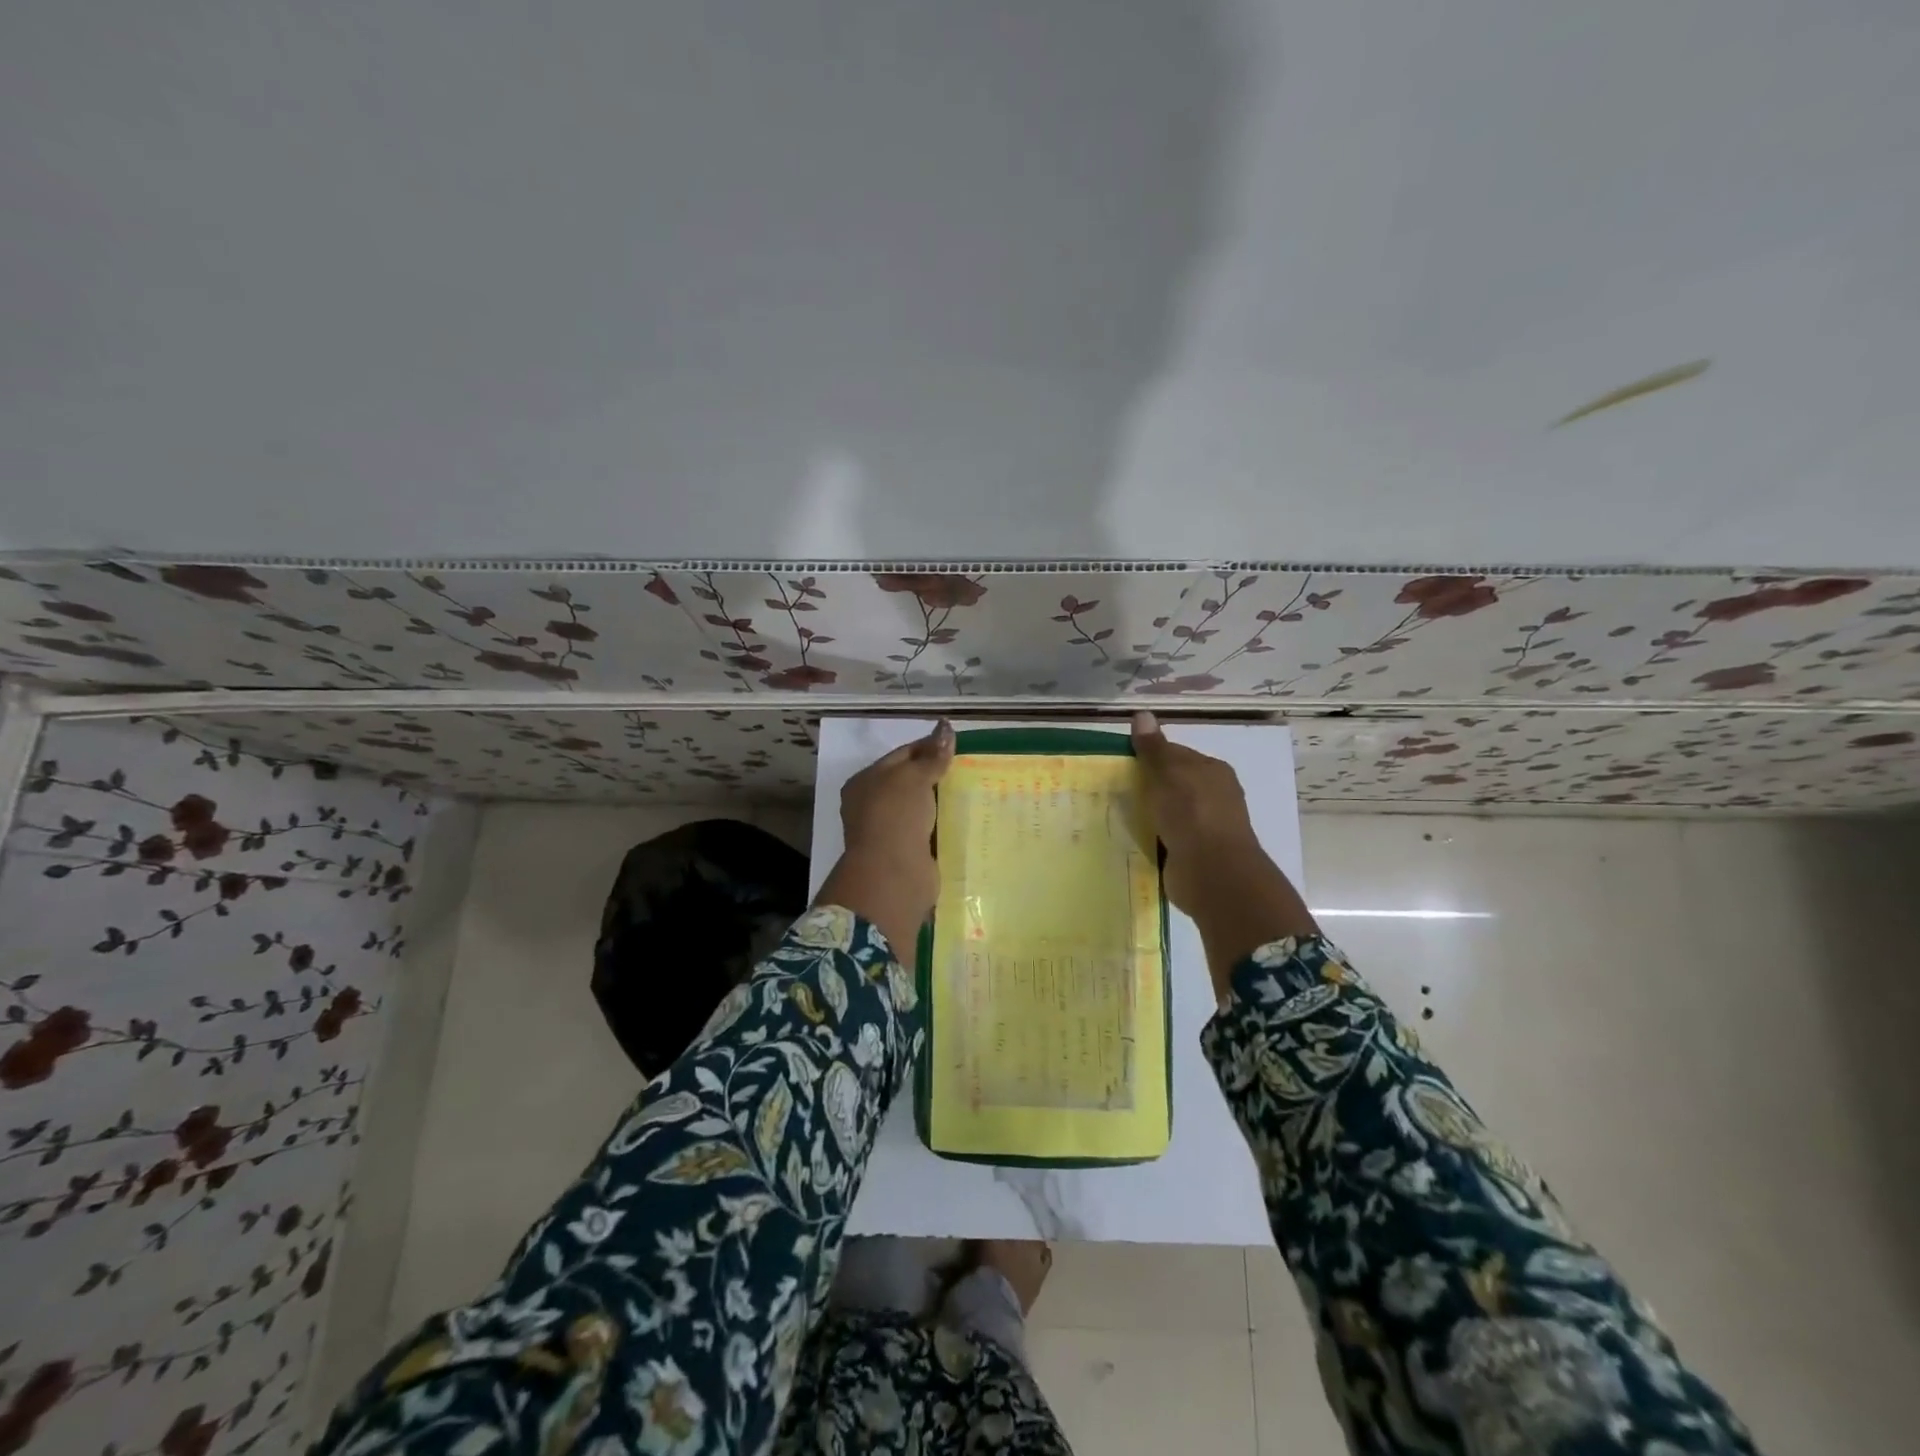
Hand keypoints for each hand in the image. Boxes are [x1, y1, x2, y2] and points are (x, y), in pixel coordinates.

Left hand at [815, 721, 954, 954]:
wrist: (893, 874)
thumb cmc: (895, 816)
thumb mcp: (913, 777)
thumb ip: (932, 755)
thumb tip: (946, 727)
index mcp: (866, 782)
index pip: (901, 755)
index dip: (928, 747)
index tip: (957, 746)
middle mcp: (873, 805)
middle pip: (911, 782)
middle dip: (938, 775)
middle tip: (971, 767)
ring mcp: (890, 831)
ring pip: (922, 808)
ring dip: (943, 801)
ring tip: (975, 790)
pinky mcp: (908, 853)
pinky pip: (930, 831)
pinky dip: (945, 825)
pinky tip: (968, 818)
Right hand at [1129, 711, 1261, 915]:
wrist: (1212, 872)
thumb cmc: (1191, 813)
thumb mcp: (1167, 773)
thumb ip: (1153, 748)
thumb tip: (1142, 714)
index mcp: (1213, 771)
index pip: (1177, 754)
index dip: (1150, 756)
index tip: (1122, 763)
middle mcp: (1214, 797)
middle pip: (1173, 785)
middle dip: (1148, 787)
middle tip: (1113, 790)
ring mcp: (1206, 828)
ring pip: (1170, 814)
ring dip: (1149, 816)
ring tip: (1116, 816)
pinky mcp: (1195, 855)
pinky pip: (1167, 840)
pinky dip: (1152, 840)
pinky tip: (1132, 840)